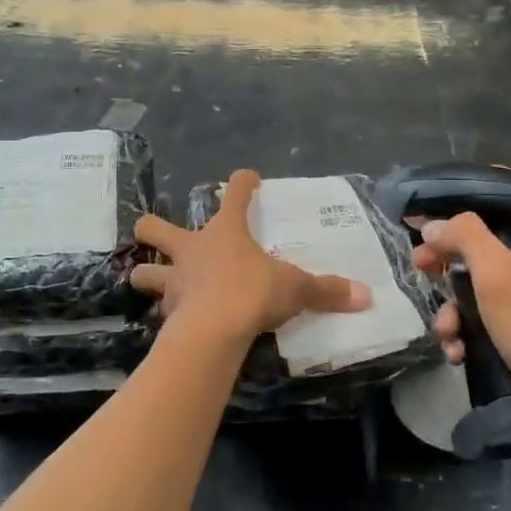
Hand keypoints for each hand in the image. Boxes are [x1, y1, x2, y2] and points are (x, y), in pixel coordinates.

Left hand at [130, 170, 371, 341]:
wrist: (214, 331)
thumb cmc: (252, 292)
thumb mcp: (296, 288)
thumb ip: (326, 290)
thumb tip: (365, 295)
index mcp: (225, 232)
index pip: (235, 194)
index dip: (243, 183)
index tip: (249, 179)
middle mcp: (192, 250)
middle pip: (155, 228)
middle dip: (153, 229)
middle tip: (158, 234)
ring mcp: (174, 281)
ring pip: (144, 272)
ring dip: (149, 274)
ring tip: (157, 281)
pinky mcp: (168, 313)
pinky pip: (161, 310)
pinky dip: (167, 313)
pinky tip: (177, 320)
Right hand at [412, 180, 510, 439]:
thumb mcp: (498, 273)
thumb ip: (465, 237)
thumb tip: (434, 224)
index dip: (504, 185)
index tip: (466, 186)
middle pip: (490, 245)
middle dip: (451, 252)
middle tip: (421, 260)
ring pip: (480, 290)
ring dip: (453, 305)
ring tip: (443, 327)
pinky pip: (484, 325)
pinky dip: (466, 334)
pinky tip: (456, 351)